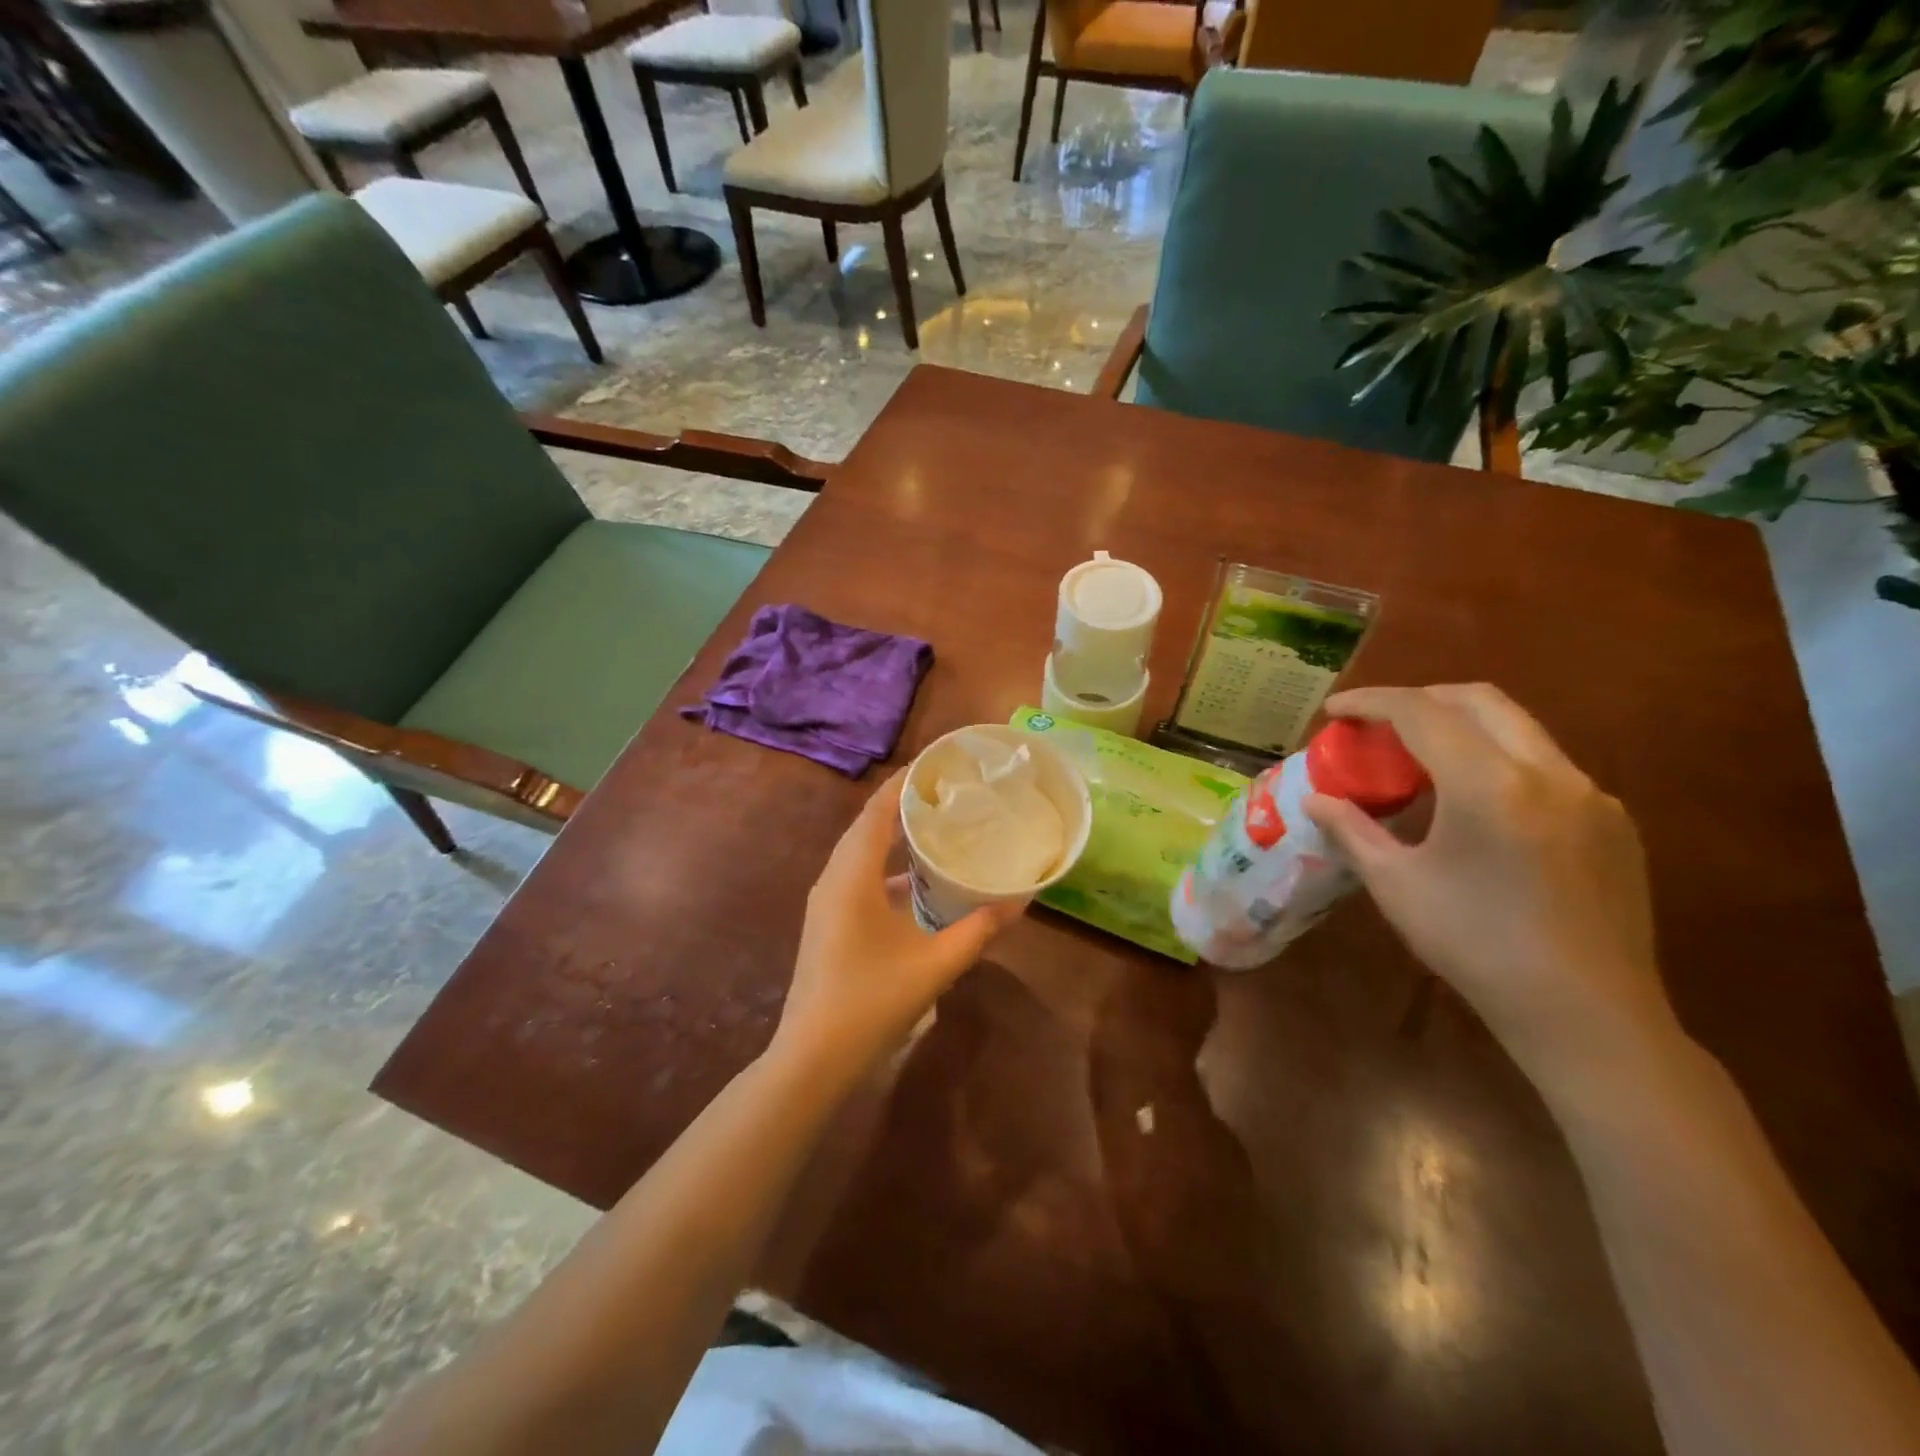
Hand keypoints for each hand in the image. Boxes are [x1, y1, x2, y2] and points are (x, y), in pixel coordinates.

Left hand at [771, 770, 1025, 1082]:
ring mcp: (827, 902)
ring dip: (895, 837)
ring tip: (938, 827)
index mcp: (852, 876)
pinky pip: (859, 878)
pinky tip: (920, 884)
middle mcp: (834, 878)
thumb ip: (980, 929)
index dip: (905, 782)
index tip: (940, 764)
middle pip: (868, 826)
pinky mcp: (829, 922)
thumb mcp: (935, 964)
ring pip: (862, 853)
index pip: (877, 810)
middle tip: (949, 792)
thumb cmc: (872, 1002)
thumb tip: (1022, 900)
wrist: (812, 1059)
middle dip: (904, 805)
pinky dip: (889, 869)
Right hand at [1303, 684, 1681, 1094]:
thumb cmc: (1476, 946)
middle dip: (1420, 698)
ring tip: (1421, 758)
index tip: (1335, 709)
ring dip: (1463, 726)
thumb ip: (1352, 831)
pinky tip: (1478, 804)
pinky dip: (1499, 759)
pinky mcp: (1613, 822)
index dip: (1371, 702)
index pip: (1421, 712)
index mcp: (1488, 785)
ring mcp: (1590, 795)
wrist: (1587, 1014)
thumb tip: (1316, 799)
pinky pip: (1547, 765)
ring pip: (1519, 728)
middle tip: (1379, 723)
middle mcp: (1548, 773)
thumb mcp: (1397, 886)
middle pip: (1479, 700)